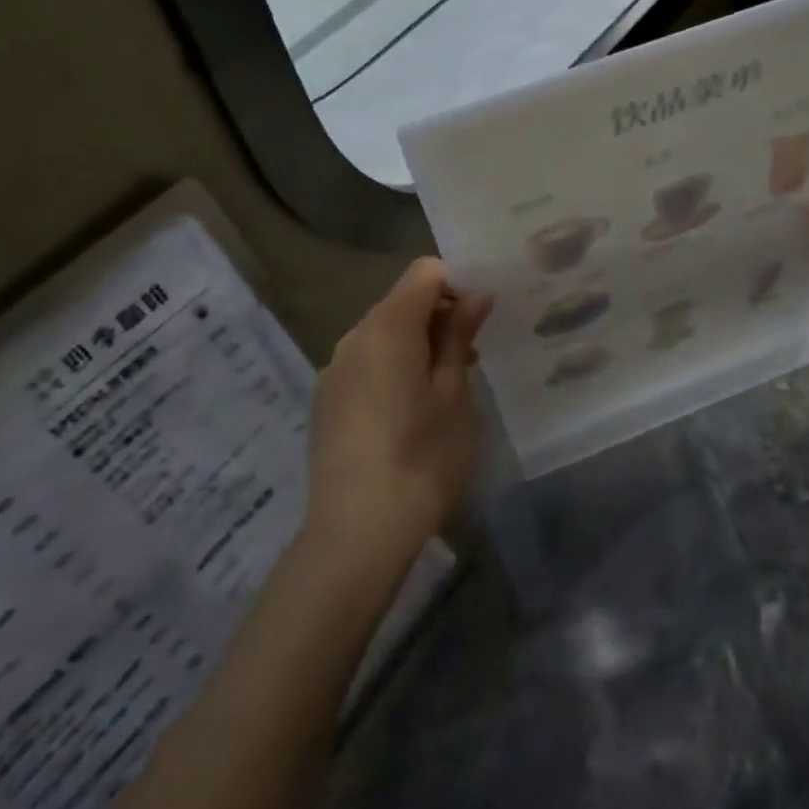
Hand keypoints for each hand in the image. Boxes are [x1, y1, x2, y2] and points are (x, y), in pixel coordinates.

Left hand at [302, 259, 491, 585]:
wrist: (356, 534)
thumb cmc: (422, 458)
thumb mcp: (454, 394)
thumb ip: (459, 336)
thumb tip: (474, 295)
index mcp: (387, 328)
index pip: (424, 273)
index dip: (458, 284)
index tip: (481, 319)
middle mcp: (353, 337)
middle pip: (402, 302)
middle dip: (440, 317)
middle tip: (472, 359)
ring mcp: (334, 370)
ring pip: (383, 334)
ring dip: (418, 345)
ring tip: (446, 388)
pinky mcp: (326, 401)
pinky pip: (366, 363)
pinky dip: (394, 368)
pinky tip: (411, 412)